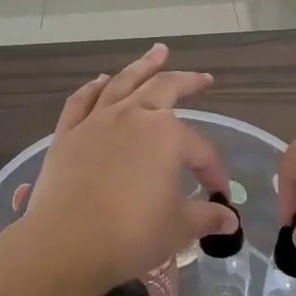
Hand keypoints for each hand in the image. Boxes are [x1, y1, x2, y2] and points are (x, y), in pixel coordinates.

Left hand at [23, 44, 239, 293]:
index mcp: (166, 135)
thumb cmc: (131, 234)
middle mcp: (133, 116)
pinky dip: (93, 87)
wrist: (66, 243)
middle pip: (164, 89)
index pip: (200, 149)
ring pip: (123, 83)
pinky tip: (100, 80)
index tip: (218, 194)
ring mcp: (96, 121)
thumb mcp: (178, 228)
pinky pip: (82, 101)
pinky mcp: (67, 133)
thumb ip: (206, 217)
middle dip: (188, 82)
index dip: (213, 171)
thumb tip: (229, 221)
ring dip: (142, 66)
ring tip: (157, 52)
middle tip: (203, 78)